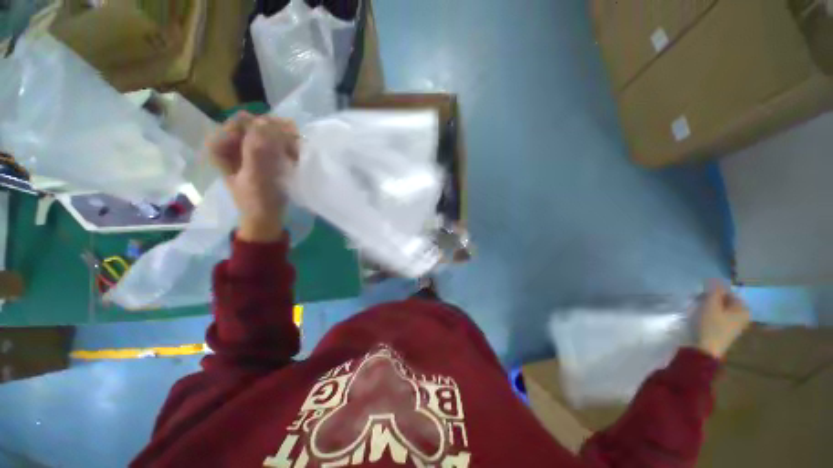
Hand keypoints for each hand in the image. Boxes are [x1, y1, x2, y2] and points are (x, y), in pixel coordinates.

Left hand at [208, 112, 298, 241]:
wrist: (265, 217)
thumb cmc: (257, 201)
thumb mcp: (255, 177)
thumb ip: (256, 150)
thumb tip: (266, 121)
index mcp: (220, 145)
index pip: (244, 121)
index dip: (265, 129)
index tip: (283, 143)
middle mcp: (231, 141)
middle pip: (257, 124)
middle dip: (277, 135)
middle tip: (292, 151)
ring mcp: (247, 147)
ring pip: (268, 131)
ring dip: (285, 141)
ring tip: (294, 156)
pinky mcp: (261, 154)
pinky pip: (275, 140)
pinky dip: (286, 146)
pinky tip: (293, 157)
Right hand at [696, 281, 750, 358]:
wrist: (706, 350)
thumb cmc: (710, 325)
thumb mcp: (711, 305)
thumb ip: (714, 291)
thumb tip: (716, 278)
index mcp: (743, 308)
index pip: (727, 292)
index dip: (713, 292)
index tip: (700, 296)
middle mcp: (743, 316)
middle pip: (725, 301)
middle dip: (711, 299)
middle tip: (698, 302)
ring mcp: (736, 325)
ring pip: (721, 309)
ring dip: (709, 307)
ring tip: (698, 310)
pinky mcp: (727, 331)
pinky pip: (720, 317)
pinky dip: (711, 315)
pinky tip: (702, 319)